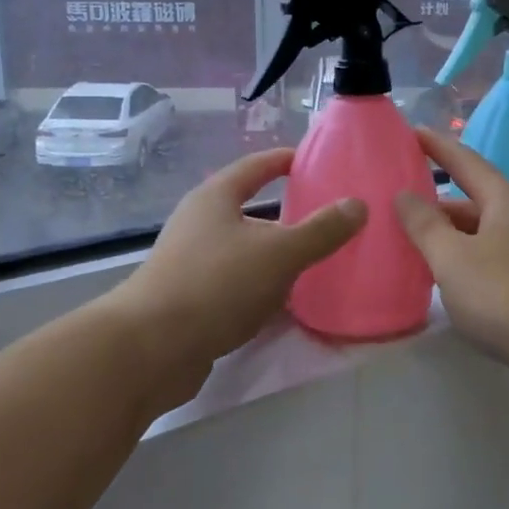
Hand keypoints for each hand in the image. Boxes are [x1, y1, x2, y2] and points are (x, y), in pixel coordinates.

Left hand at [118, 147, 364, 378]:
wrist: (151, 348)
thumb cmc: (216, 284)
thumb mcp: (279, 253)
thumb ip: (321, 230)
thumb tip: (358, 204)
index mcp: (215, 197)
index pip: (255, 166)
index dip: (285, 160)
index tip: (316, 161)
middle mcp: (199, 223)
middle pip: (250, 210)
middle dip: (288, 215)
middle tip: (329, 220)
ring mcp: (191, 263)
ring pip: (244, 250)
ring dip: (276, 256)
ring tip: (317, 264)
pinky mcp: (191, 300)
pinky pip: (236, 284)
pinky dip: (262, 287)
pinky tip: (286, 304)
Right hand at [393, 129, 508, 385]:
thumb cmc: (507, 294)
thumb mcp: (453, 258)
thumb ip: (425, 225)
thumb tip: (405, 195)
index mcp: (504, 200)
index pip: (464, 162)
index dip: (436, 147)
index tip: (411, 133)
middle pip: (472, 202)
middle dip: (436, 205)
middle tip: (397, 209)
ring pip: (482, 235)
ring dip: (450, 238)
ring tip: (412, 247)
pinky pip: (492, 261)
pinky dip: (466, 263)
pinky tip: (447, 282)